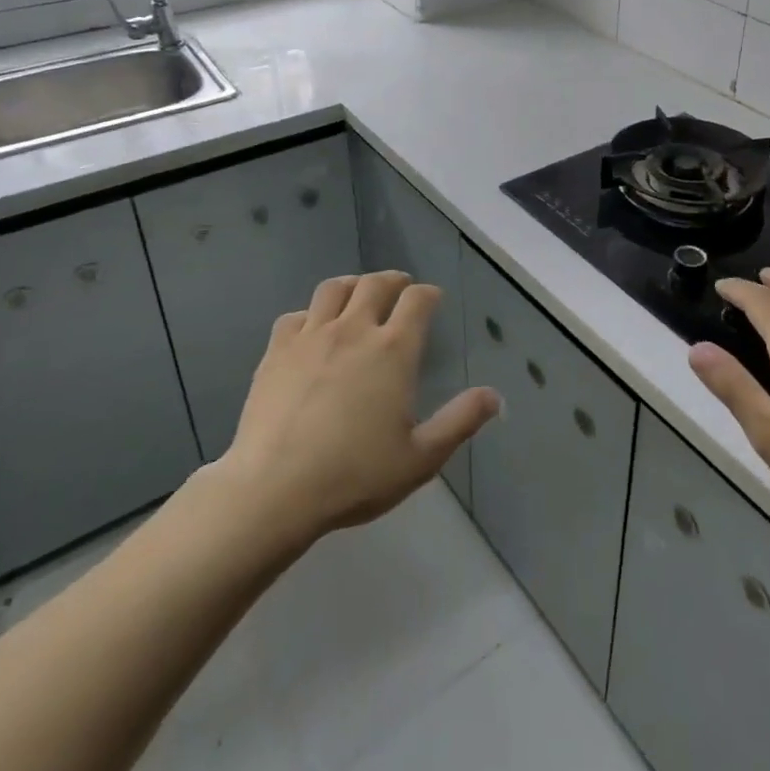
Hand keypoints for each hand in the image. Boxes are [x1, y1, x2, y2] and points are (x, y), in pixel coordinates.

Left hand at [219, 271, 500, 540]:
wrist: (274, 490)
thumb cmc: (355, 475)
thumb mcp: (420, 458)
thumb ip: (460, 421)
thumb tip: (495, 396)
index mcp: (393, 350)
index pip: (417, 300)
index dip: (428, 294)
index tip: (433, 299)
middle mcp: (354, 330)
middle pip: (376, 283)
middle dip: (394, 280)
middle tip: (400, 288)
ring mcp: (311, 337)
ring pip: (334, 289)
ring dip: (352, 285)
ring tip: (358, 295)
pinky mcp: (276, 351)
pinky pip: (295, 315)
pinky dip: (310, 314)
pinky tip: (312, 330)